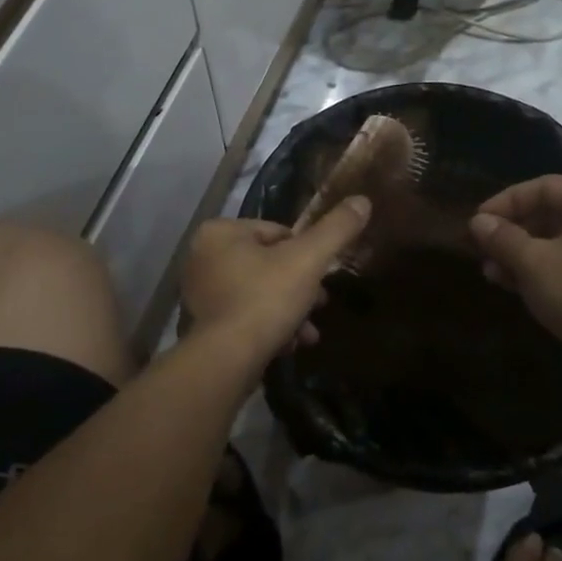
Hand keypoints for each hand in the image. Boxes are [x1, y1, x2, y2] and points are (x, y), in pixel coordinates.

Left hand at [180, 198, 372, 357]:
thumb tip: (362, 200)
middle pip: (268, 263)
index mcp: (219, 232)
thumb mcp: (308, 259)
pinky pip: (245, 315)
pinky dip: (269, 326)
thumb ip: (336, 229)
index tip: (321, 276)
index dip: (305, 254)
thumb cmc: (266, 298)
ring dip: (289, 309)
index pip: (277, 232)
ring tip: (308, 332)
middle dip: (299, 286)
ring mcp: (199, 292)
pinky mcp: (204, 324)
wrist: (228, 360)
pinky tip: (290, 344)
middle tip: (320, 303)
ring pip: (260, 292)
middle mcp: (202, 257)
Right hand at [467, 176, 561, 356]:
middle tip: (482, 251)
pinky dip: (544, 268)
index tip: (476, 223)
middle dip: (512, 233)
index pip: (542, 187)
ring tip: (492, 273)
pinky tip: (516, 285)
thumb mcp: (533, 263)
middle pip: (551, 213)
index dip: (504, 202)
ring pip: (559, 241)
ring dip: (523, 254)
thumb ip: (502, 238)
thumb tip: (477, 222)